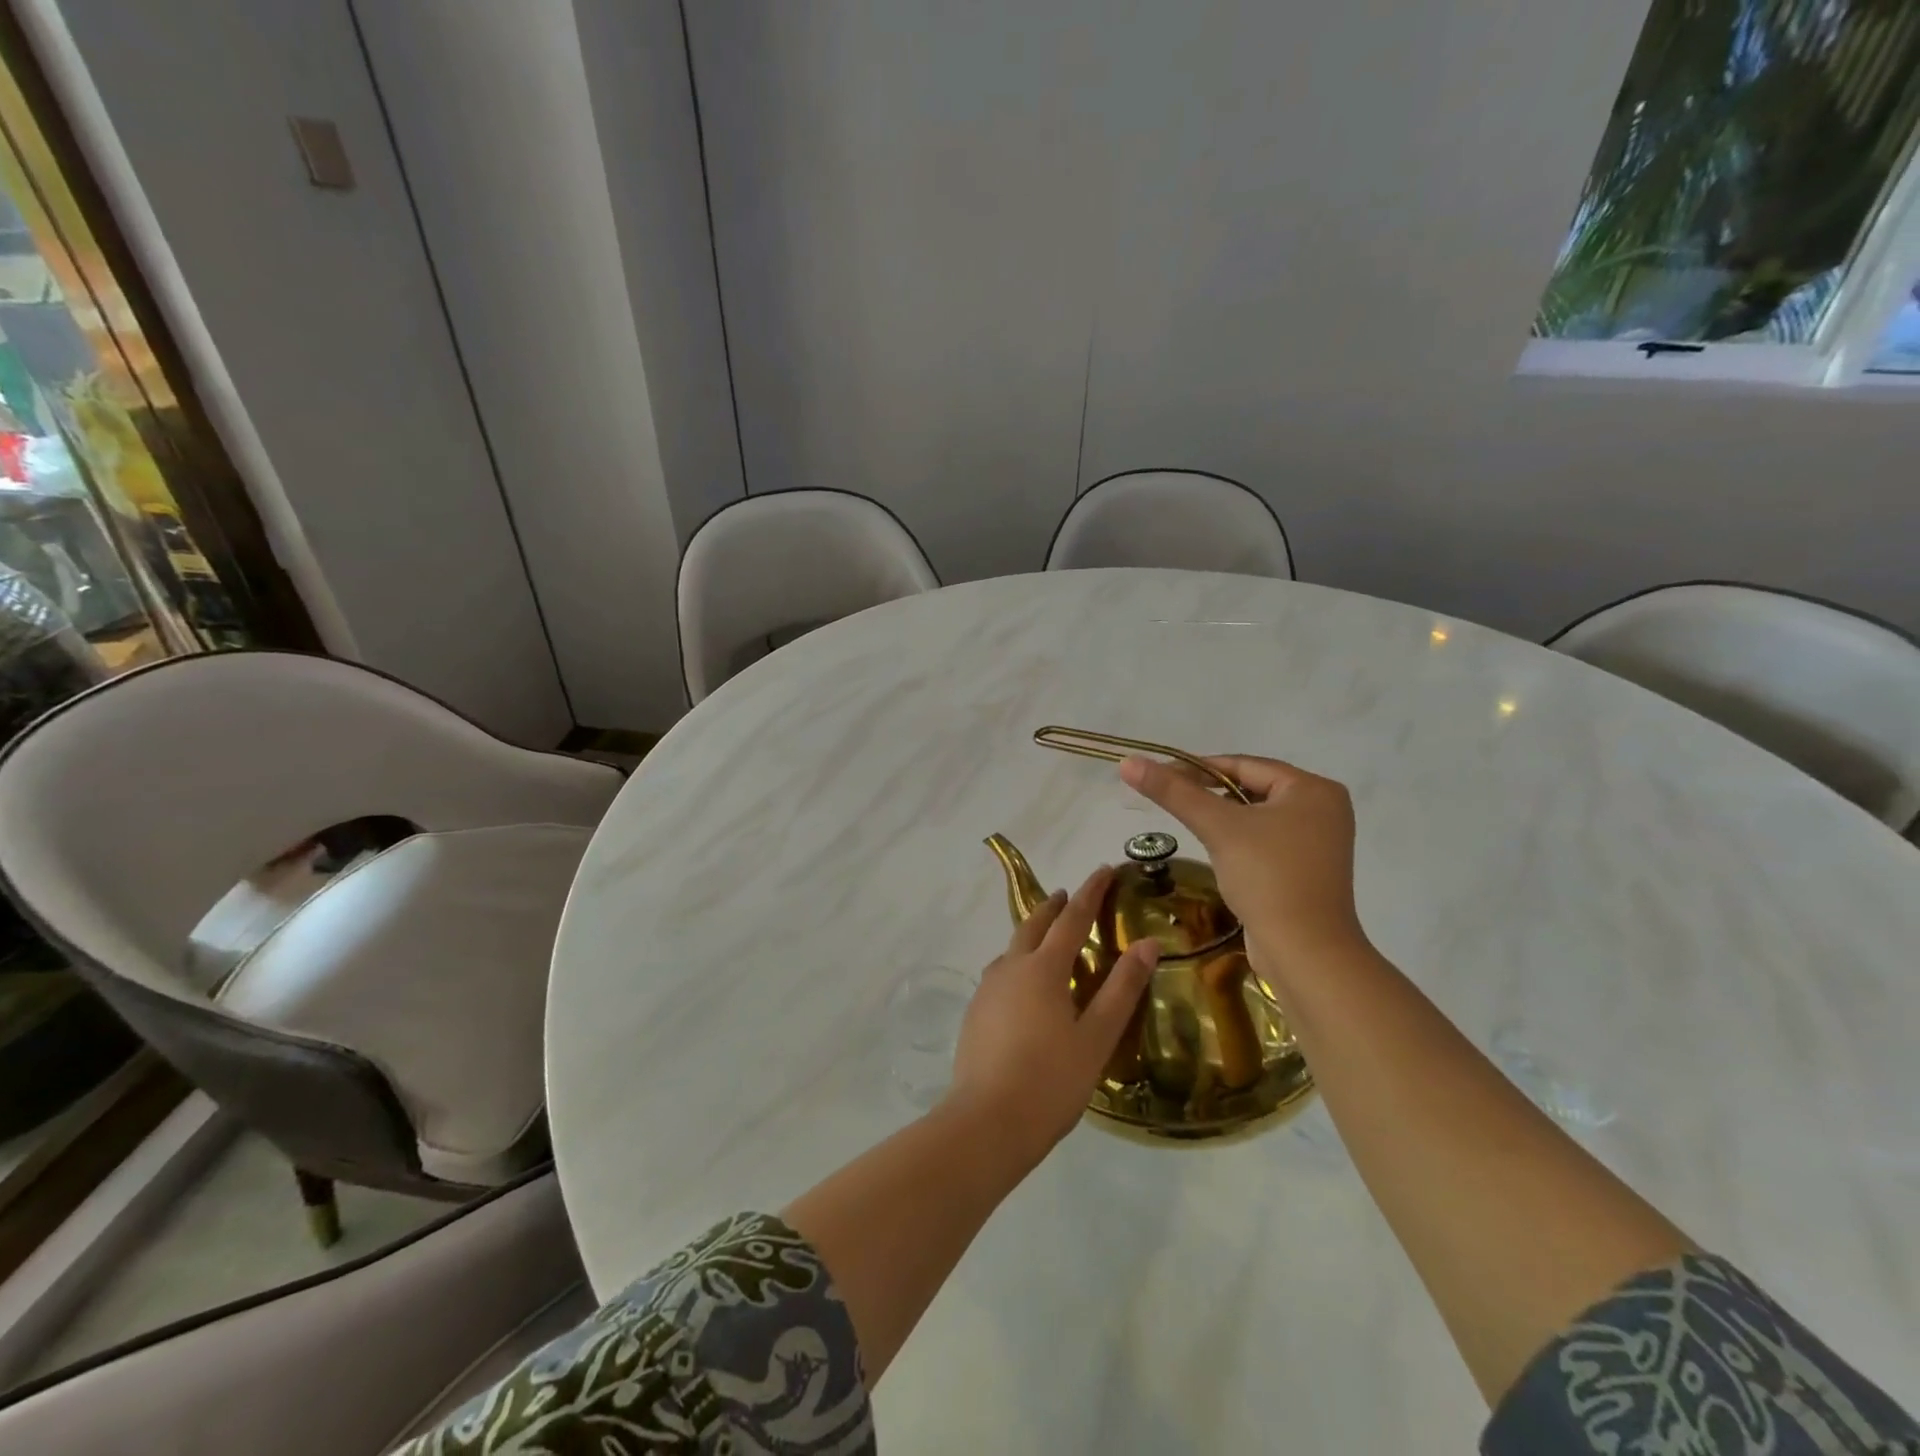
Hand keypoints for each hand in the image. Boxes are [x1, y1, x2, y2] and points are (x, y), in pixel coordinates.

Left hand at [946, 867, 1157, 1166]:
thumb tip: (1147, 944)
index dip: (1090, 892)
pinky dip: (1019, 962)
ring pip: (1013, 948)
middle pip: (1034, 925)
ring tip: (1050, 938)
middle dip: (1055, 907)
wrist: (987, 1122)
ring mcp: (988, 989)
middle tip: (1070, 897)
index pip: (1072, 918)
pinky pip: (1001, 973)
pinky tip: (1025, 985)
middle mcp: (1011, 967)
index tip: (1104, 869)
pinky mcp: (976, 1011)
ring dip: (1033, 934)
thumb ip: (1122, 988)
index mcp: (1043, 968)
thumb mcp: (1097, 1037)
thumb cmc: (1051, 1080)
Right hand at [1119, 754, 1367, 983]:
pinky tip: (1216, 851)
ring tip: (1187, 823)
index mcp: (1313, 789)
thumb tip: (1128, 762)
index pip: (1245, 765)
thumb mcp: (1217, 827)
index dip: (1199, 767)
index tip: (1160, 776)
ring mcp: (1318, 842)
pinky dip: (1239, 841)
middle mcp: (1323, 809)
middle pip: (1251, 788)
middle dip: (1209, 793)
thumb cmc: (1267, 878)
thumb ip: (1173, 792)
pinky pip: (1265, 841)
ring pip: (1257, 817)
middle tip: (1169, 800)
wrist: (1304, 952)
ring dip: (1222, 818)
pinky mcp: (1308, 870)